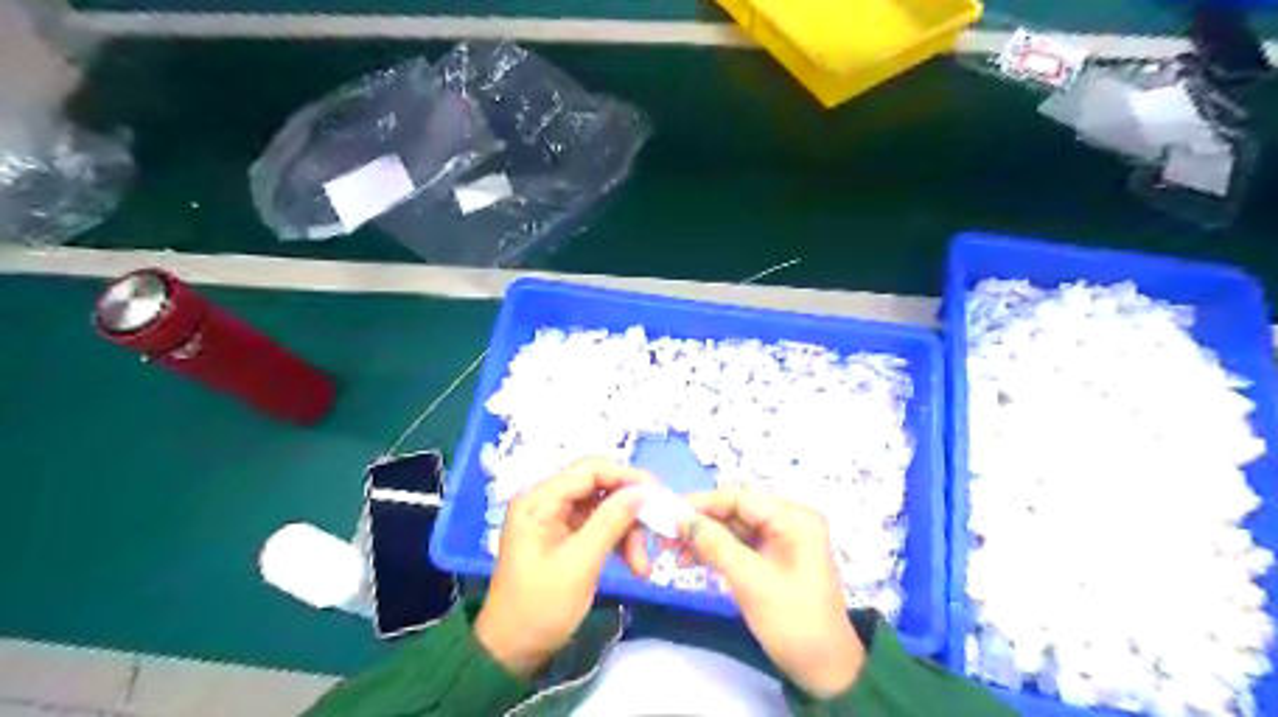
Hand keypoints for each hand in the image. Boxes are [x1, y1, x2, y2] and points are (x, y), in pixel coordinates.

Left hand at [474, 458, 651, 677]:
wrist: (513, 651)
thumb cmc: (541, 606)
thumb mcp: (580, 563)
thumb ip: (611, 521)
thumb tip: (642, 491)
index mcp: (539, 500)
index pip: (588, 471)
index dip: (625, 476)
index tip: (657, 492)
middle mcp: (547, 502)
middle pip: (598, 487)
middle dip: (628, 509)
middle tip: (654, 529)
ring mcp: (556, 519)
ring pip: (604, 508)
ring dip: (627, 531)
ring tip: (642, 565)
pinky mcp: (566, 537)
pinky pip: (600, 526)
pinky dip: (618, 541)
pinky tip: (633, 564)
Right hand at [684, 491, 861, 696]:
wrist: (826, 670)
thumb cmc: (793, 623)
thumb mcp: (751, 582)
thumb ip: (716, 545)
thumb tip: (681, 518)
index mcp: (795, 519)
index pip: (741, 497)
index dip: (703, 503)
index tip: (669, 514)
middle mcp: (791, 520)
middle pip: (737, 509)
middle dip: (701, 521)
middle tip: (666, 536)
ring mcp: (784, 538)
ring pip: (735, 526)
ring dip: (705, 537)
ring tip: (673, 552)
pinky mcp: (776, 555)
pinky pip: (741, 543)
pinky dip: (717, 550)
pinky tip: (692, 560)